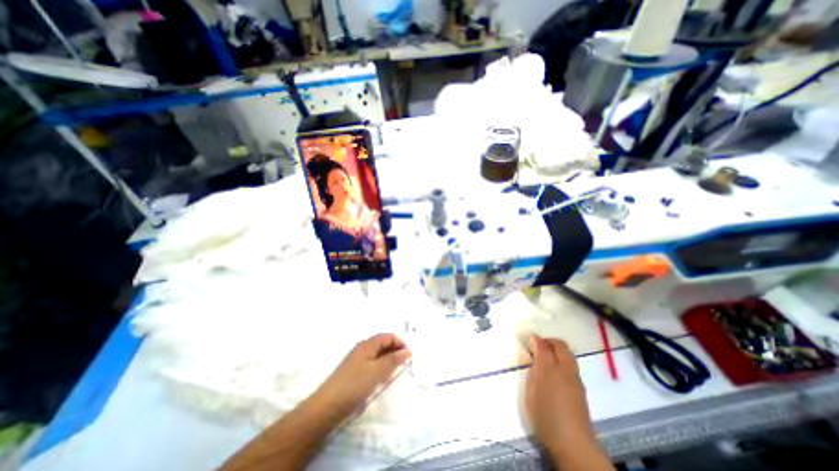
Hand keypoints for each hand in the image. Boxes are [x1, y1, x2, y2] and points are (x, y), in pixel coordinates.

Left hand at [311, 333, 409, 417]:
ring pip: (378, 355)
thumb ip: (394, 359)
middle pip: (383, 344)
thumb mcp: (378, 371)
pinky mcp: (354, 372)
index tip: (409, 357)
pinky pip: (372, 364)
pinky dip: (380, 369)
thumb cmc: (355, 385)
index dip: (400, 343)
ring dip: (388, 361)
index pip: (388, 336)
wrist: (327, 407)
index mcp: (368, 344)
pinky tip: (381, 380)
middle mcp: (362, 348)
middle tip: (403, 366)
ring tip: (394, 373)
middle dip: (395, 352)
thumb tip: (407, 351)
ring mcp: (357, 360)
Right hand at [523, 335, 595, 455]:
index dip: (536, 339)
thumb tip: (534, 361)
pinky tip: (555, 371)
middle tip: (539, 344)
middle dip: (549, 341)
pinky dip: (563, 359)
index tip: (529, 338)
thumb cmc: (545, 418)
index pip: (543, 346)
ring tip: (547, 356)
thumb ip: (532, 374)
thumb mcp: (530, 394)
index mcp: (548, 369)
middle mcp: (564, 369)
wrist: (574, 444)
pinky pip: (572, 364)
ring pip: (568, 354)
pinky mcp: (581, 388)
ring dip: (558, 349)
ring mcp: (575, 378)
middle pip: (560, 345)